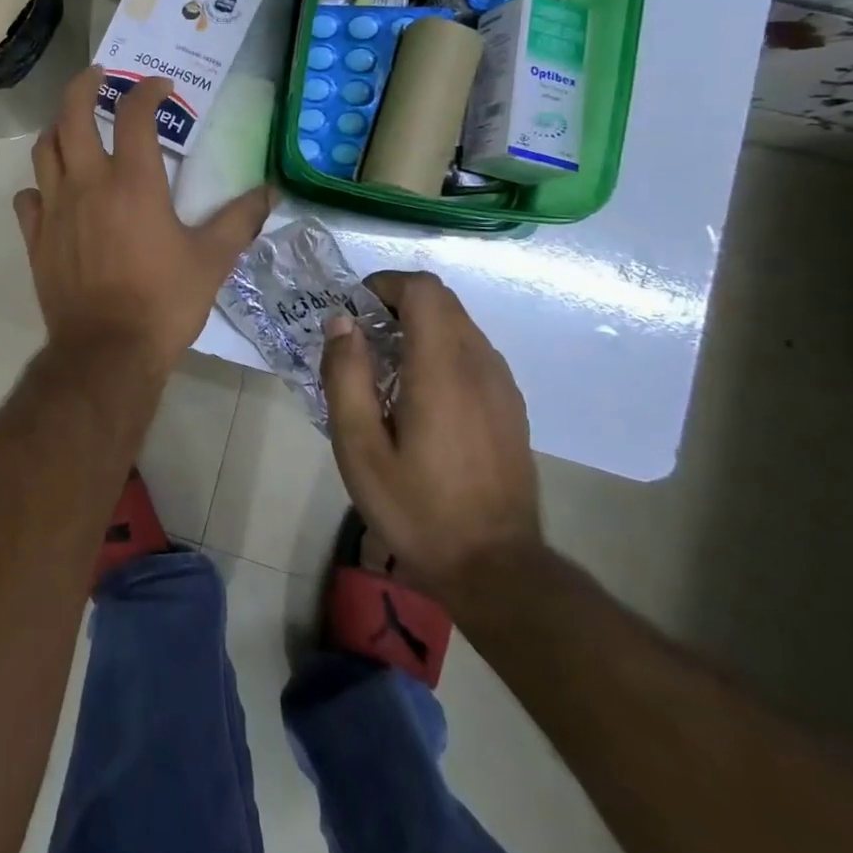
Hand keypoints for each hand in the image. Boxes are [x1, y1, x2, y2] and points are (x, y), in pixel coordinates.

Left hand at [14, 66, 272, 374]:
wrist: (107, 351)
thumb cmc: (163, 301)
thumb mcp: (212, 260)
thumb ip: (239, 220)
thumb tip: (270, 192)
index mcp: (133, 182)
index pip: (134, 114)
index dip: (147, 91)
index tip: (160, 88)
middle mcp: (87, 184)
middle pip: (72, 115)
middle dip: (84, 86)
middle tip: (98, 77)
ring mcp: (54, 209)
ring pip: (44, 150)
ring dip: (59, 129)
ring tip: (73, 126)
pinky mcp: (35, 238)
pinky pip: (28, 199)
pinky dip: (39, 187)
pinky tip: (52, 193)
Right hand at [321, 271, 541, 605]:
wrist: (496, 568)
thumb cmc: (417, 509)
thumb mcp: (359, 448)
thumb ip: (346, 377)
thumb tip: (341, 323)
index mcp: (442, 370)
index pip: (423, 290)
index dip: (385, 284)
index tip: (355, 310)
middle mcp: (480, 365)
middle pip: (442, 300)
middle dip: (397, 301)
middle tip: (361, 338)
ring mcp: (502, 386)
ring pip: (460, 324)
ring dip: (420, 325)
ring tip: (385, 366)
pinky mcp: (511, 406)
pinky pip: (473, 352)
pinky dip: (441, 348)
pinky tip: (419, 393)